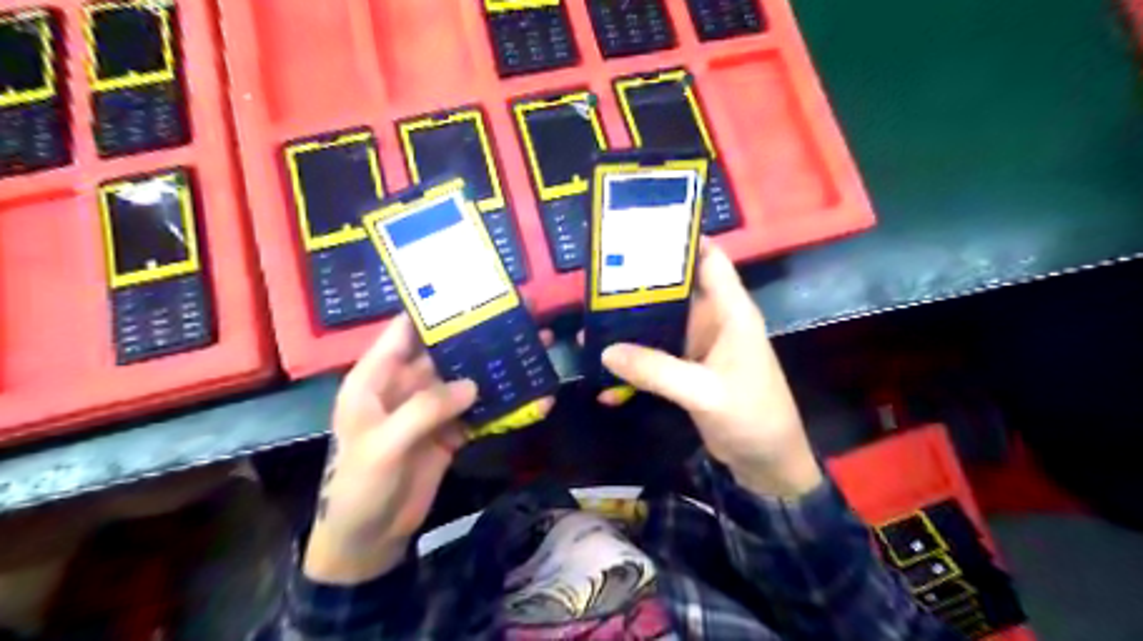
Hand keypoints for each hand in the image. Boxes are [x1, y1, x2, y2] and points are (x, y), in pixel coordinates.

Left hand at [302, 314, 552, 581]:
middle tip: (519, 314)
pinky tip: (534, 396)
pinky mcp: (451, 431)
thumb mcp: (383, 446)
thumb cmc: (359, 486)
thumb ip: (425, 410)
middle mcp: (407, 385)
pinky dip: (505, 405)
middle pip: (447, 351)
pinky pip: (480, 411)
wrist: (369, 540)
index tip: (473, 290)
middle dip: (481, 334)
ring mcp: (432, 409)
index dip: (435, 308)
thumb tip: (473, 384)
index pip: (405, 330)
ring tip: (535, 347)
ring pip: (469, 378)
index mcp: (377, 378)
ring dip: (499, 366)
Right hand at [600, 242, 820, 498]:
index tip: (641, 231)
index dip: (682, 241)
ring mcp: (698, 346)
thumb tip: (606, 351)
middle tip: (595, 280)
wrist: (766, 463)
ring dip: (628, 327)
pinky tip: (605, 375)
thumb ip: (657, 370)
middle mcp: (713, 321)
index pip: (710, 260)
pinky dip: (633, 363)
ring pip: (659, 324)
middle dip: (637, 285)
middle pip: (673, 290)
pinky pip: (655, 356)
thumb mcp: (704, 392)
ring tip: (588, 324)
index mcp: (730, 312)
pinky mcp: (687, 369)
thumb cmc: (751, 416)